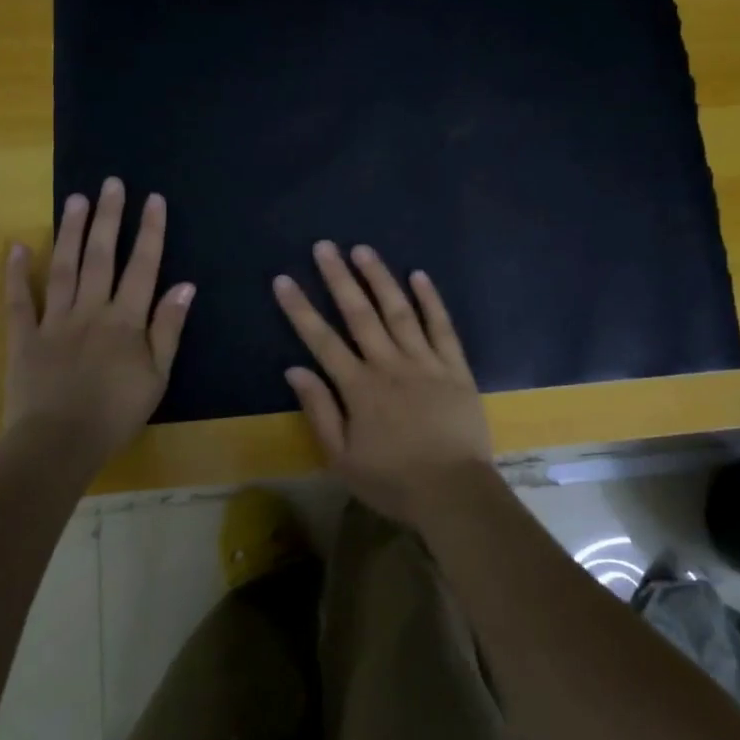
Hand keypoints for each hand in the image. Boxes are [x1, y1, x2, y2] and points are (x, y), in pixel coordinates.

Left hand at [4, 177, 194, 461]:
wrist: (58, 444)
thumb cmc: (116, 413)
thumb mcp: (157, 376)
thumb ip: (169, 329)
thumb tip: (185, 285)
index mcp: (126, 320)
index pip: (142, 266)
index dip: (149, 231)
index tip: (153, 199)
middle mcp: (90, 310)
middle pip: (100, 256)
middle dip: (107, 217)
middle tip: (110, 183)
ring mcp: (53, 321)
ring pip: (62, 268)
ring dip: (69, 231)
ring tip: (75, 198)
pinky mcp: (23, 338)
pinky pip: (18, 301)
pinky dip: (16, 273)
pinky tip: (16, 246)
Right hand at [273, 240, 494, 528]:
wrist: (455, 493)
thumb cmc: (394, 481)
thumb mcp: (342, 459)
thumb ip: (319, 412)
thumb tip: (295, 370)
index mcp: (359, 388)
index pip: (322, 340)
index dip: (300, 309)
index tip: (284, 280)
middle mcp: (389, 365)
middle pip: (359, 314)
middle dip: (339, 278)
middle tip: (324, 246)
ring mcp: (425, 362)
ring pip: (399, 311)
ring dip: (380, 279)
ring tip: (363, 250)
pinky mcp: (455, 367)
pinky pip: (442, 327)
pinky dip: (431, 300)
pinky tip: (419, 276)